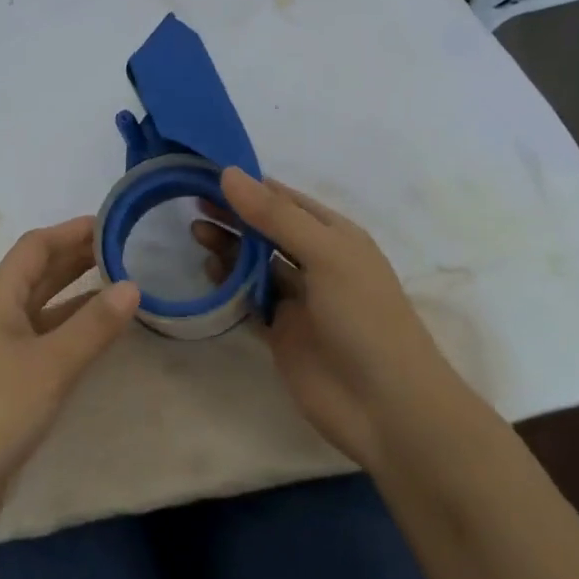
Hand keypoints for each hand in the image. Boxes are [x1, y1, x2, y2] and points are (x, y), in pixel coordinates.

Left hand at [0, 217, 139, 558]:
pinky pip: (41, 348)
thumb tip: (132, 284)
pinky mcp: (0, 390)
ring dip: (76, 298)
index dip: (72, 231)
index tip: (114, 222)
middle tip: (127, 251)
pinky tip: (95, 343)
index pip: (35, 247)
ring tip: (122, 288)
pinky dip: (69, 337)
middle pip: (37, 276)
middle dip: (78, 260)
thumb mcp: (48, 366)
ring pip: (41, 313)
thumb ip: (93, 326)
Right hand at [192, 168, 472, 471]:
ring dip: (228, 247)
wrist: (386, 407)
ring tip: (195, 233)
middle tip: (192, 204)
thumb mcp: (326, 255)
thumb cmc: (364, 318)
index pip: (285, 200)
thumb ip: (276, 216)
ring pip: (255, 263)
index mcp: (336, 236)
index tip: (206, 171)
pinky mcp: (281, 331)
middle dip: (234, 215)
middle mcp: (316, 262)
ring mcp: (298, 299)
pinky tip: (209, 271)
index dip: (249, 185)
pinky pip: (249, 299)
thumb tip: (229, 173)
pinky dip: (229, 284)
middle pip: (267, 229)